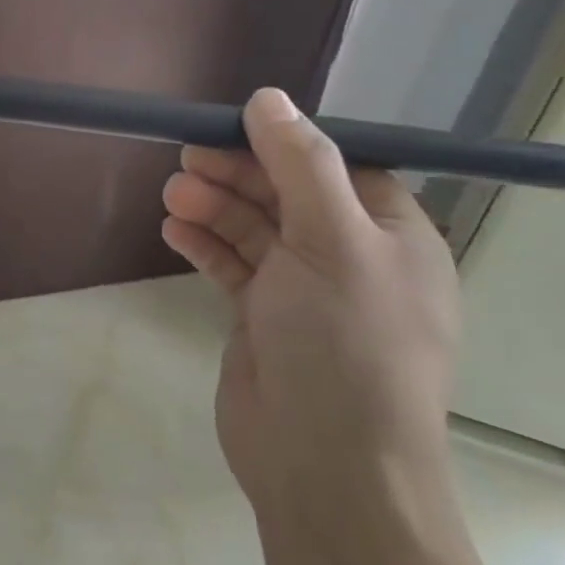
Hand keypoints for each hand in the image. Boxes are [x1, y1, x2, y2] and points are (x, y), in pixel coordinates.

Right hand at [160, 89, 461, 529]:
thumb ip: (300, 165)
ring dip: (214, 207)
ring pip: (254, 229)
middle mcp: (352, 259)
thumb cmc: (345, 343)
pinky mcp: (264, 319)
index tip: (232, 128)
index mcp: (391, 237)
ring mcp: (305, 292)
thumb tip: (269, 98)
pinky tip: (174, 230)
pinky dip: (205, 245)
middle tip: (186, 159)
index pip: (337, 168)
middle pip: (288, 194)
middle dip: (237, 175)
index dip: (284, 145)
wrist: (324, 466)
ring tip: (172, 195)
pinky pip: (233, 266)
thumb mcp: (331, 240)